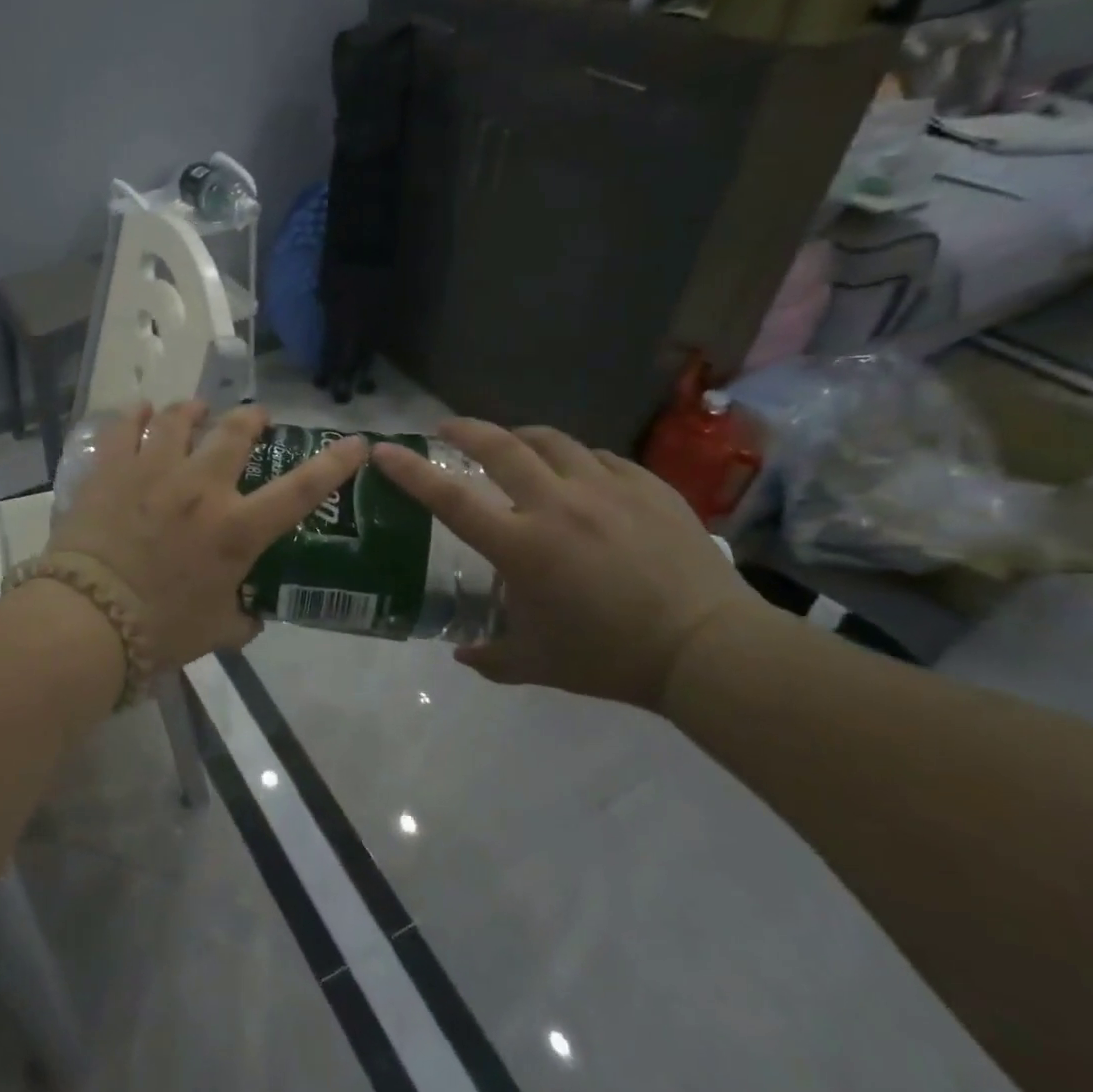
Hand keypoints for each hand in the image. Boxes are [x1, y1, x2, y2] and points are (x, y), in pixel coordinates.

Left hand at [48, 401, 367, 669]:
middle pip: (235, 433)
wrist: (87, 621)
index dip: (335, 462)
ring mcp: (154, 471)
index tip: (355, 442)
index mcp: (236, 529)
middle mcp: (202, 488)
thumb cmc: (159, 631)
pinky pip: (128, 428)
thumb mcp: (215, 632)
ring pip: (180, 418)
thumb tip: (250, 615)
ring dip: (195, 409)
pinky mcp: (112, 469)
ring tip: (197, 409)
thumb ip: (241, 618)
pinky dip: (139, 416)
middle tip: (255, 418)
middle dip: (252, 419)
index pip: (301, 490)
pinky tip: (143, 413)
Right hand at [372, 420, 756, 710]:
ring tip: (515, 445)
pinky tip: (580, 475)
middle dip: (465, 430)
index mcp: (521, 546)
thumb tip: (464, 653)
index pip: (449, 498)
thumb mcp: (538, 663)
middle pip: (500, 446)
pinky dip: (577, 460)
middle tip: (449, 428)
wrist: (708, 649)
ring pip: (552, 441)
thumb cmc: (610, 657)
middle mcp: (556, 505)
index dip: (410, 471)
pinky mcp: (648, 486)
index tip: (384, 449)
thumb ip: (491, 656)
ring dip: (522, 438)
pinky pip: (600, 458)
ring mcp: (606, 489)